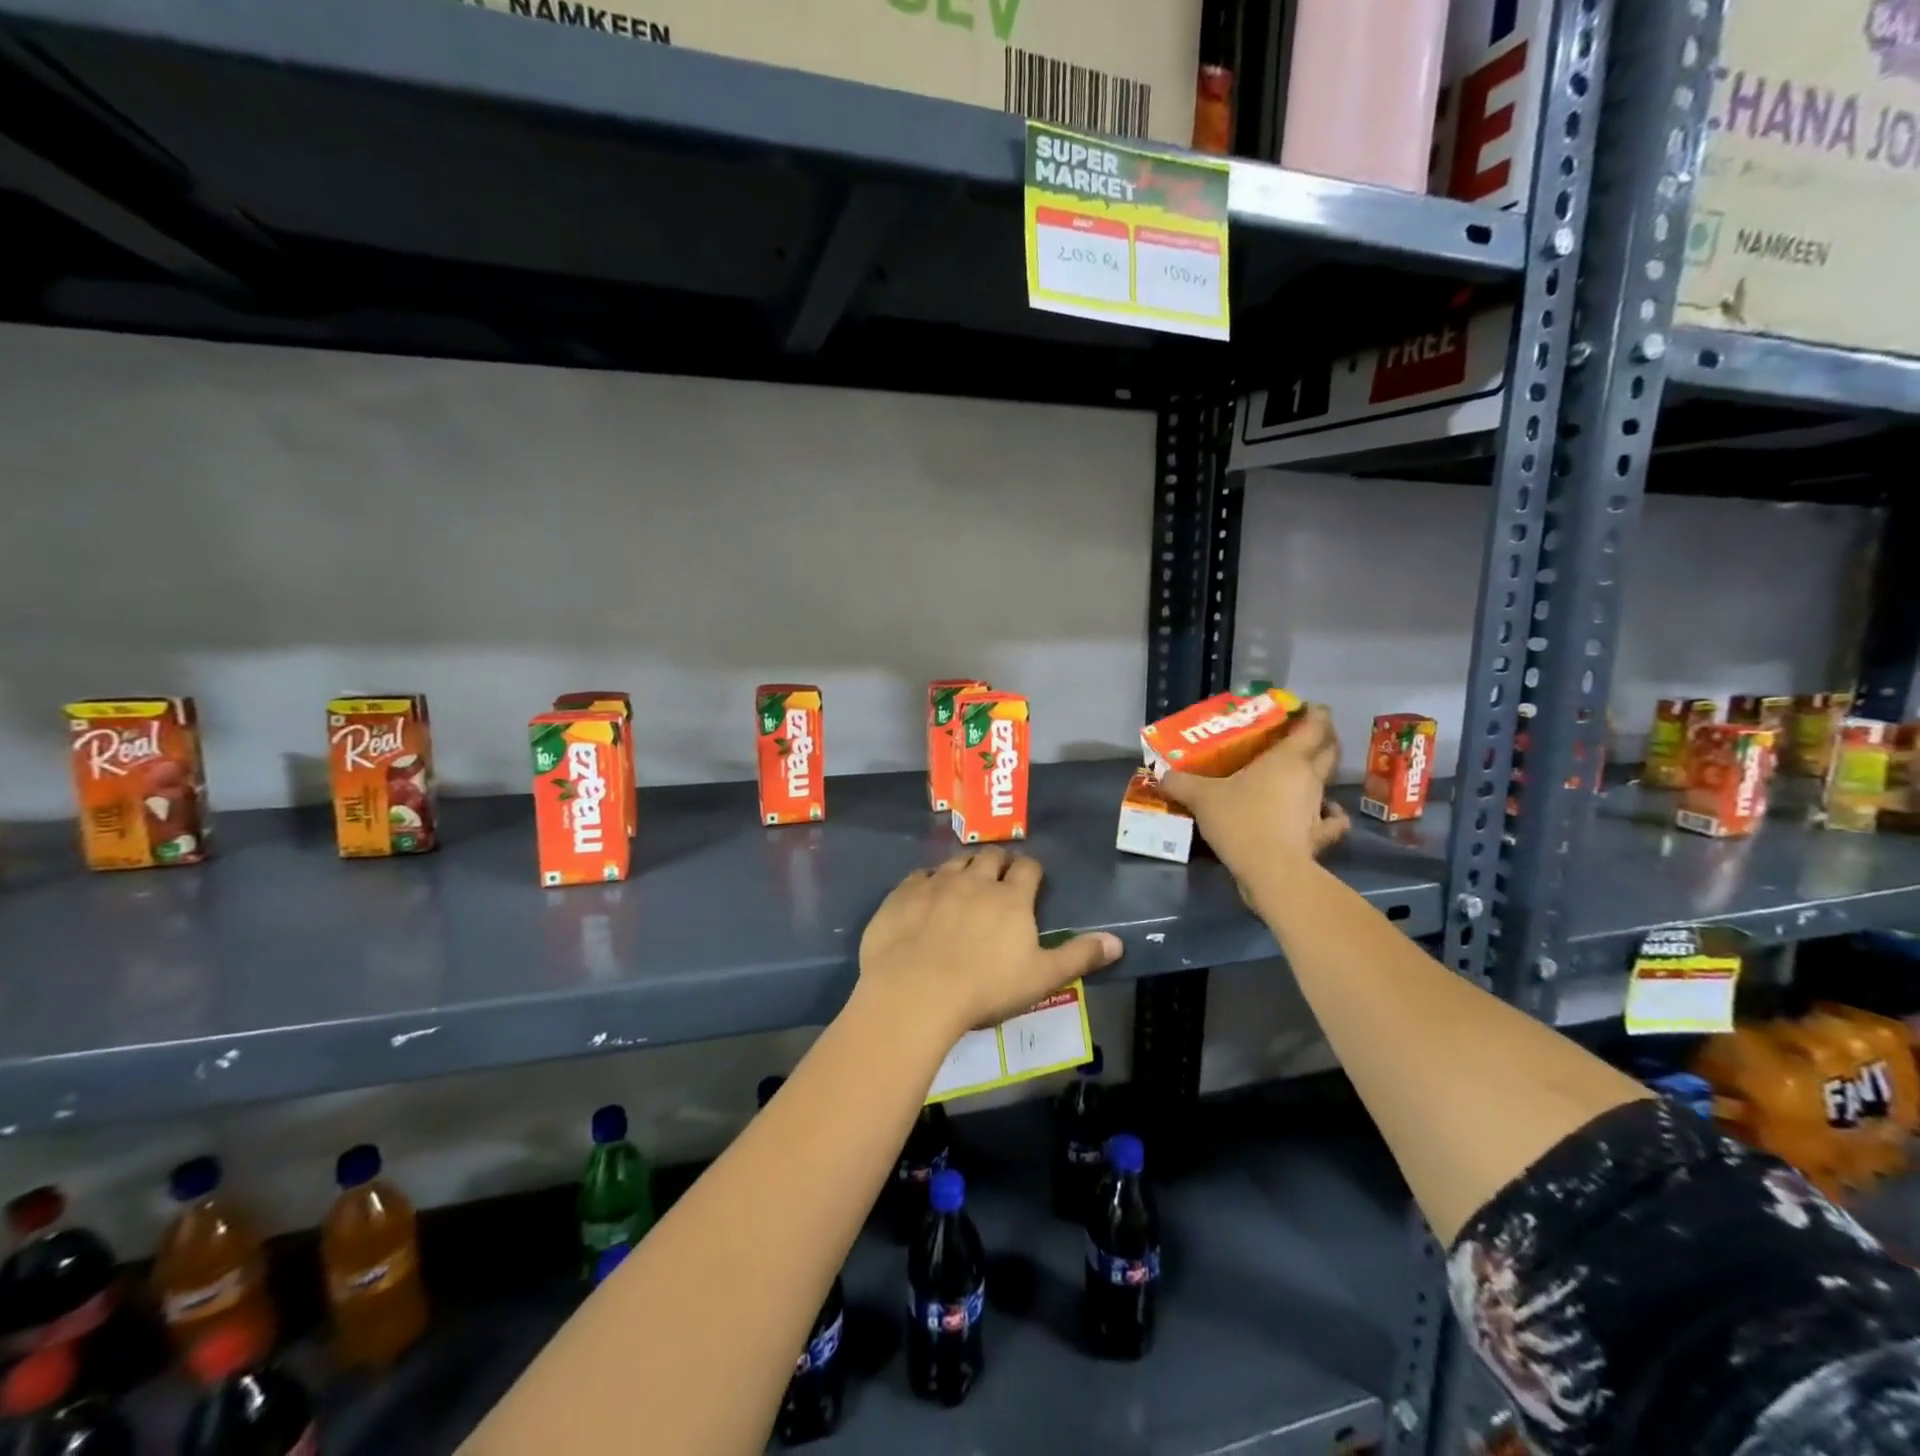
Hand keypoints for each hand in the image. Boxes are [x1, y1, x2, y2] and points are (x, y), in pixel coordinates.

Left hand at [857, 848, 1122, 1044]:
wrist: (915, 991)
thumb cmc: (985, 988)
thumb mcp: (1041, 978)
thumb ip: (1079, 956)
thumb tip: (1118, 942)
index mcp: (1011, 898)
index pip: (1027, 868)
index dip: (1030, 870)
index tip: (1030, 879)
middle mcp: (974, 881)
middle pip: (991, 856)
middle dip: (998, 861)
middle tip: (998, 877)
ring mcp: (936, 884)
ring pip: (955, 861)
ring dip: (963, 867)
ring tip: (964, 882)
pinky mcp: (903, 894)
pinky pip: (918, 876)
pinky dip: (926, 881)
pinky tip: (925, 895)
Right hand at [1157, 704, 1349, 882]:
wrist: (1271, 870)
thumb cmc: (1241, 820)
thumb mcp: (1201, 797)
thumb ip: (1181, 782)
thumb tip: (1161, 773)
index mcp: (1287, 758)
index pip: (1314, 725)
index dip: (1314, 712)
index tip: (1303, 707)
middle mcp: (1310, 777)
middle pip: (1329, 749)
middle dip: (1323, 738)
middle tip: (1302, 735)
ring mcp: (1319, 807)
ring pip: (1329, 782)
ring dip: (1320, 773)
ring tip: (1301, 773)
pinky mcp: (1320, 837)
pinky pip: (1333, 820)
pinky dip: (1331, 815)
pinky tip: (1321, 815)